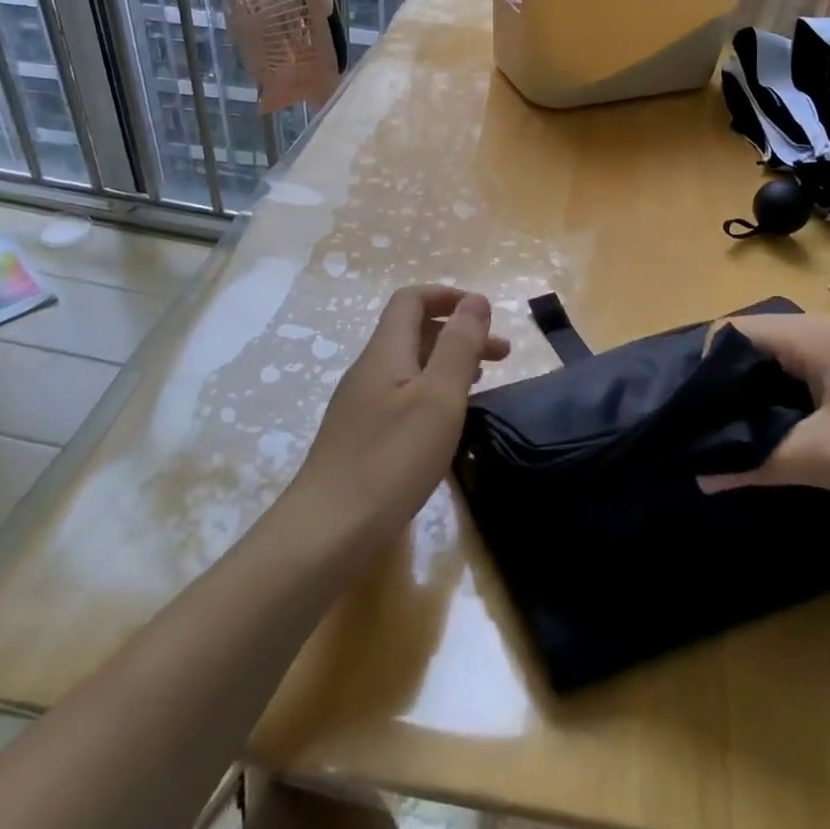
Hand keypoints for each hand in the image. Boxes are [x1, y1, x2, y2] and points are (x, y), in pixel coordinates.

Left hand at [289, 285, 508, 543]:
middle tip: (503, 356)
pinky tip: (447, 422)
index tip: (486, 314)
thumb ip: (459, 344)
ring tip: (483, 384)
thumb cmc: (392, 459)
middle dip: (459, 333)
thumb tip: (475, 300)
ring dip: (448, 364)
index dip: (448, 296)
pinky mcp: (360, 437)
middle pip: (414, 332)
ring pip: (410, 366)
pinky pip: (402, 396)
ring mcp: (360, 405)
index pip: (411, 300)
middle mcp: (369, 370)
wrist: (327, 532)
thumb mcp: (439, 396)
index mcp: (386, 352)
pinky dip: (433, 392)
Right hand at [700, 313, 829, 521]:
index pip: (732, 332)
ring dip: (771, 406)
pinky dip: (805, 409)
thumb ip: (758, 463)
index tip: (696, 417)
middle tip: (720, 441)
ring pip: (795, 371)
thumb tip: (701, 476)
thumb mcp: (827, 458)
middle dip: (735, 394)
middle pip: (761, 351)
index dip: (705, 370)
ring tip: (757, 449)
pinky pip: (826, 383)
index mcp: (812, 336)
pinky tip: (811, 447)